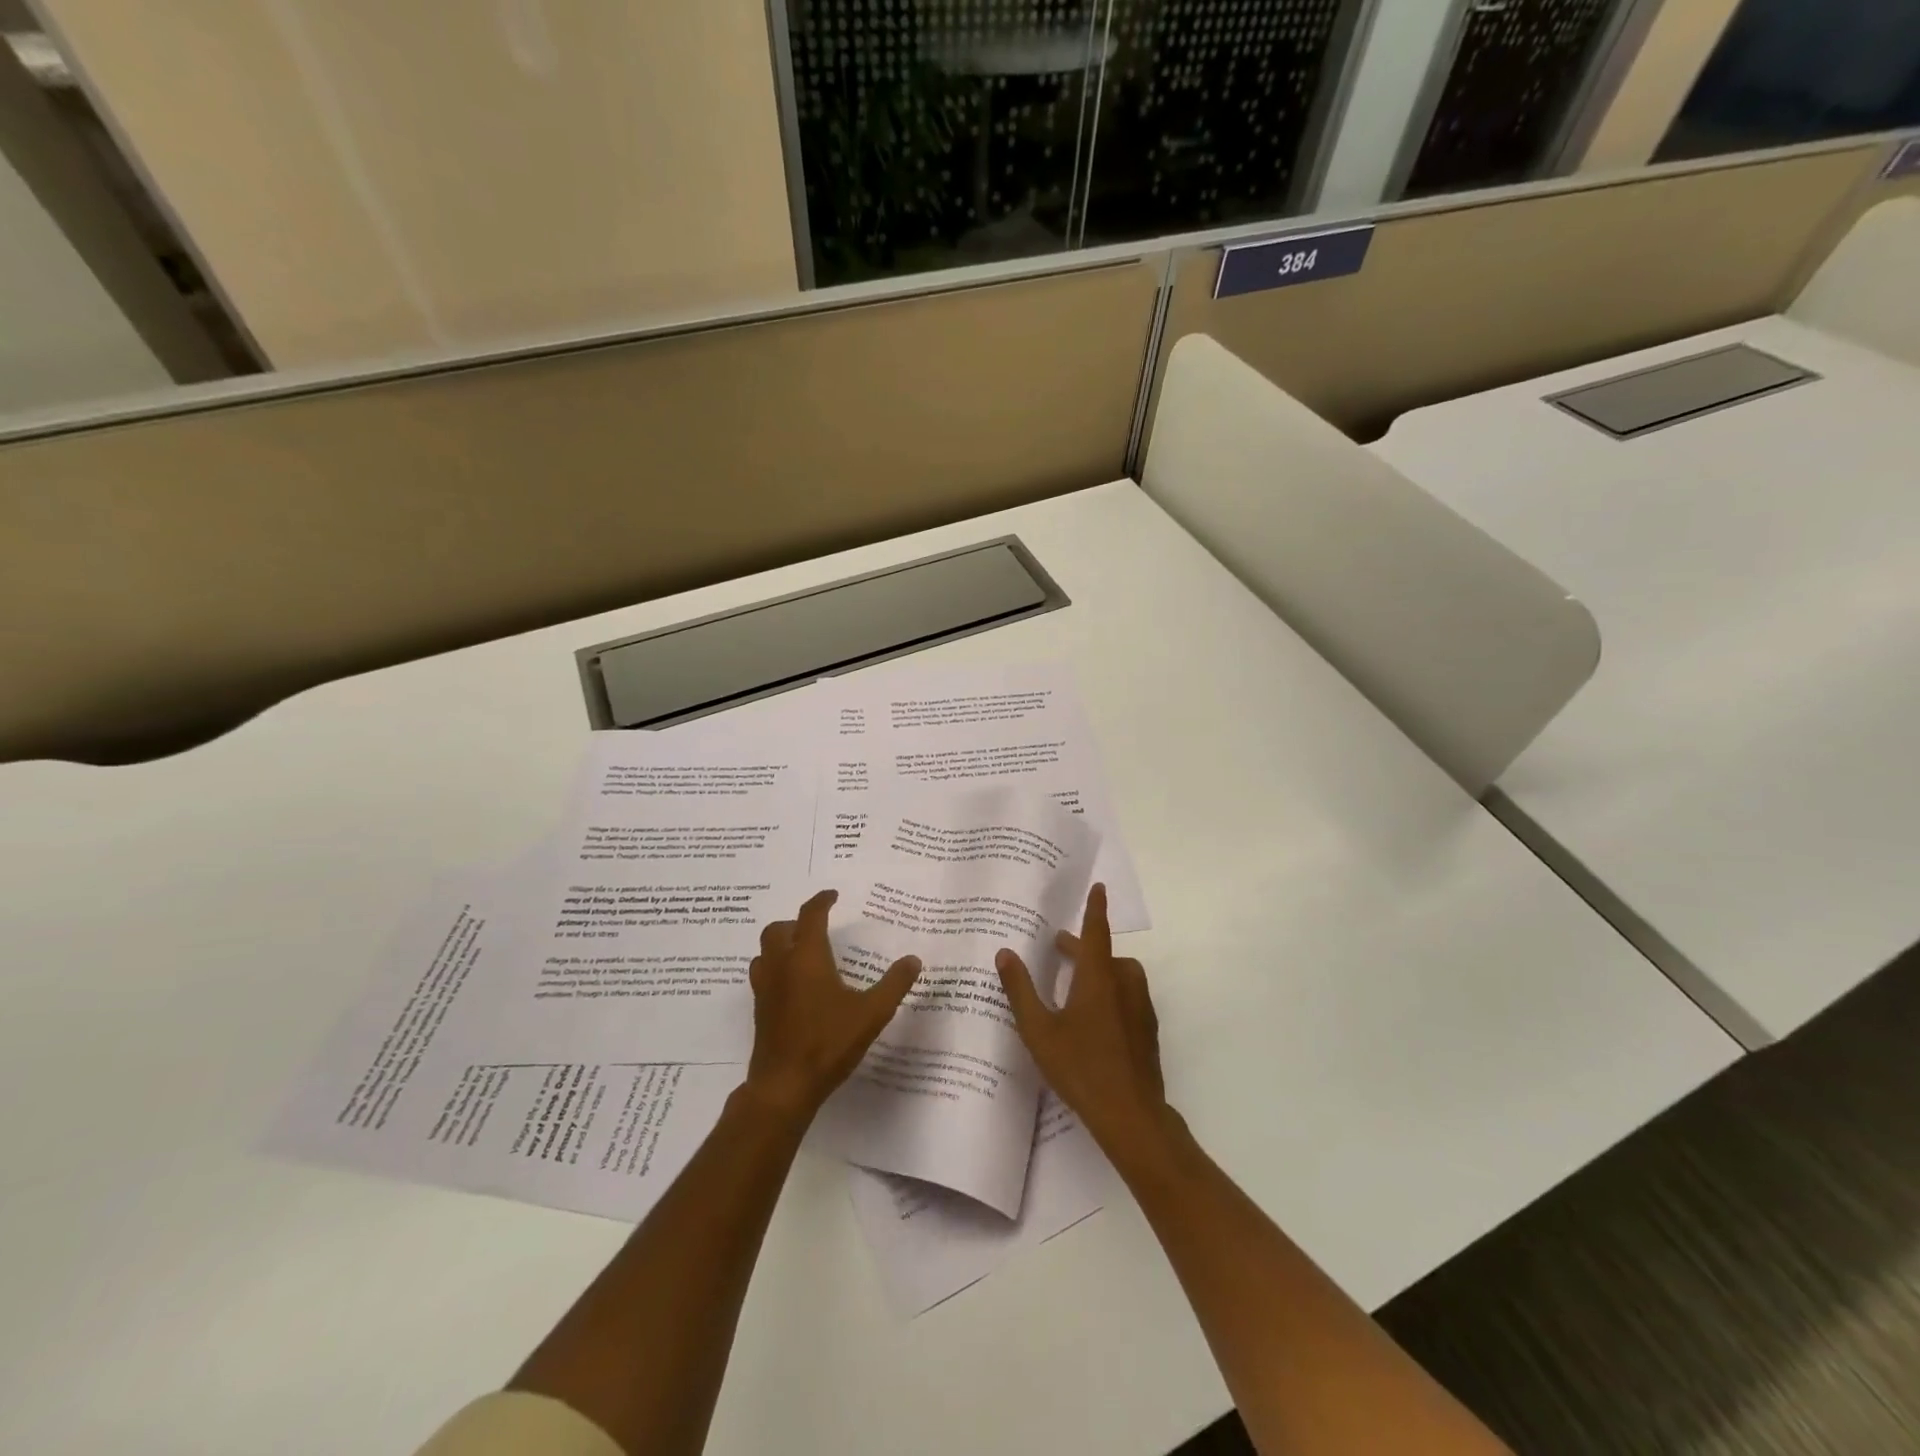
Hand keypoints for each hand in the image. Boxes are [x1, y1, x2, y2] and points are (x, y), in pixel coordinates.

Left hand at [745, 890, 920, 1119]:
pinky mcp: (760, 1011)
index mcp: (807, 958)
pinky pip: (763, 975)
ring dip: (780, 944)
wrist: (784, 1086)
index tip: (833, 896)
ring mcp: (766, 989)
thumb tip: (913, 959)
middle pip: (778, 930)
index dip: (821, 901)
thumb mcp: (872, 1013)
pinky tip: (794, 986)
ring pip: (764, 952)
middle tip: (817, 928)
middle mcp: (781, 966)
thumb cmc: (828, 1043)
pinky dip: (775, 968)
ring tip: (802, 953)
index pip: (811, 916)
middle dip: (796, 922)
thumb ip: (894, 984)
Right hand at [995, 883, 1171, 1152]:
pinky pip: (1128, 997)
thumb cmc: (1080, 1066)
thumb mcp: (1039, 1029)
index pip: (1097, 932)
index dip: (1096, 908)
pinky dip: (1111, 992)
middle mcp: (1124, 985)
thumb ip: (1020, 990)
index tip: (1099, 887)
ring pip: (1120, 976)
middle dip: (1083, 947)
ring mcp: (1140, 1009)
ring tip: (1073, 985)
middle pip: (1105, 954)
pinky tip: (1093, 1018)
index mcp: (1098, 978)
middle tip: (1059, 949)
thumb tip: (1005, 953)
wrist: (1131, 1114)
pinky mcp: (1148, 1031)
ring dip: (1099, 970)